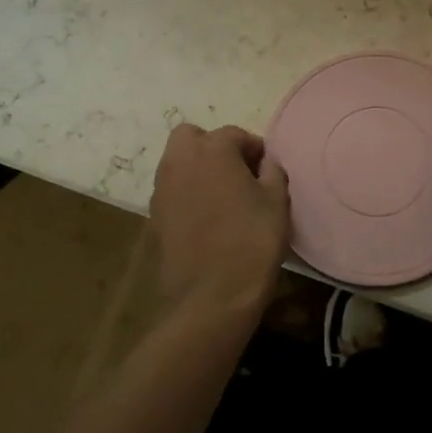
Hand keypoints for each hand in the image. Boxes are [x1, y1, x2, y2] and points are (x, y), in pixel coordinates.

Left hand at [148, 123, 289, 320]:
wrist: (211, 297)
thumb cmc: (251, 241)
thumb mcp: (277, 202)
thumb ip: (273, 172)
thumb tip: (266, 162)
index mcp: (212, 150)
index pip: (235, 135)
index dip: (255, 150)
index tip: (268, 170)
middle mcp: (180, 161)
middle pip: (193, 138)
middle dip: (214, 148)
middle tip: (238, 173)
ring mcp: (162, 189)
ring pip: (178, 163)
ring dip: (199, 170)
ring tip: (224, 197)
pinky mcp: (154, 217)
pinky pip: (173, 191)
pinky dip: (188, 194)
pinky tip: (208, 219)